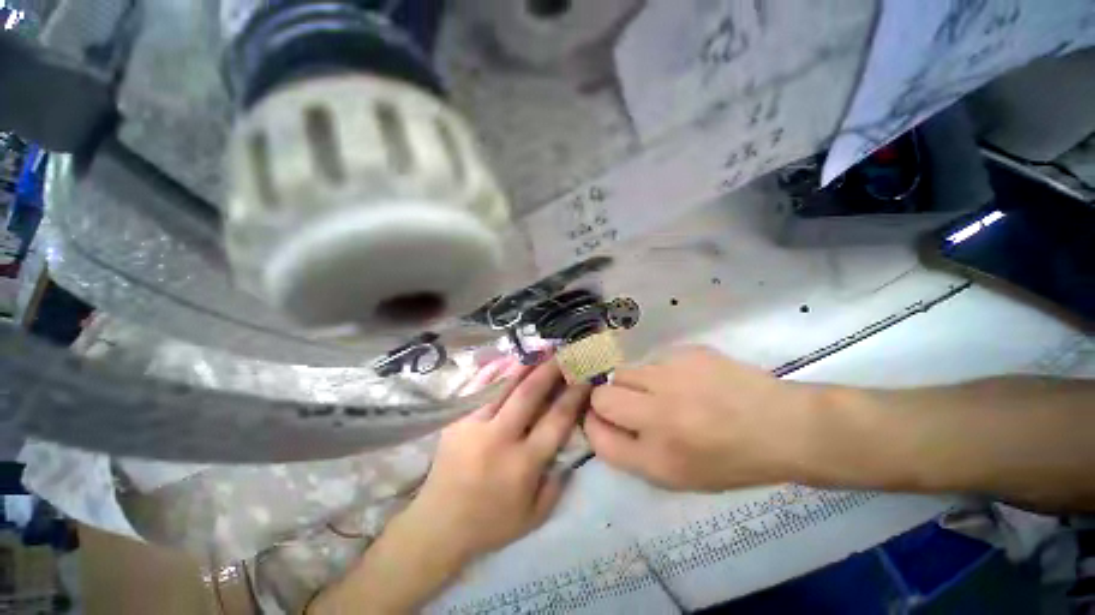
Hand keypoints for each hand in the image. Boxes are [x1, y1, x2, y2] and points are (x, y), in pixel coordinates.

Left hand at [405, 359, 589, 562]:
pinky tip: (507, 357)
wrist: (437, 525)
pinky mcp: (455, 419)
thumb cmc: (490, 523)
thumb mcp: (534, 516)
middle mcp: (499, 439)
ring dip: (524, 364)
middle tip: (562, 353)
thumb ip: (557, 483)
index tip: (584, 379)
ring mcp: (473, 425)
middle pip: (528, 395)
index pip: (555, 421)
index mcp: (522, 464)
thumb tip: (571, 447)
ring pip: (502, 385)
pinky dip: (493, 370)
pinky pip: (476, 387)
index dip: (573, 396)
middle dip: (549, 370)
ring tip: (539, 348)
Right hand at [584, 346, 817, 490]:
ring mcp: (671, 378)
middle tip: (631, 404)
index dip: (593, 425)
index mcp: (656, 458)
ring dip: (635, 384)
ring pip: (624, 372)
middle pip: (601, 397)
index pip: (597, 436)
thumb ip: (631, 452)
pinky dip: (660, 371)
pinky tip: (687, 380)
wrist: (782, 426)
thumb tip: (600, 422)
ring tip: (665, 391)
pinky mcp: (685, 353)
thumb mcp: (677, 476)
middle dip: (606, 400)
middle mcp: (657, 416)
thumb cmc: (730, 460)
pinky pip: (653, 360)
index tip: (602, 420)